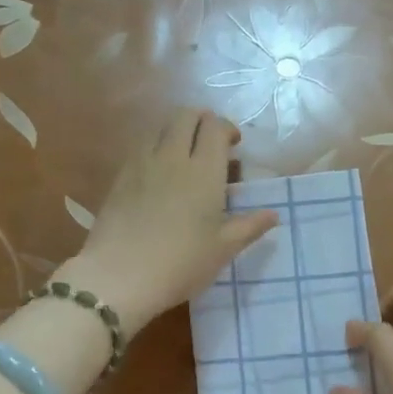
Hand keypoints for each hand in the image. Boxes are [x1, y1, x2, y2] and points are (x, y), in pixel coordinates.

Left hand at [62, 108, 276, 332]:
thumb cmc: (181, 264)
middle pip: (185, 116)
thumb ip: (249, 226)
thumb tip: (273, 214)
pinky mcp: (119, 177)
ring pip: (160, 128)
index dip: (226, 129)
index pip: (215, 127)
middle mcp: (172, 157)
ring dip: (176, 132)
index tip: (234, 146)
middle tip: (211, 144)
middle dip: (201, 121)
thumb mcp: (223, 249)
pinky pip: (141, 148)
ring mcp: (141, 164)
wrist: (119, 277)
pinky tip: (159, 176)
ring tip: (185, 158)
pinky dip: (155, 149)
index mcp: (204, 170)